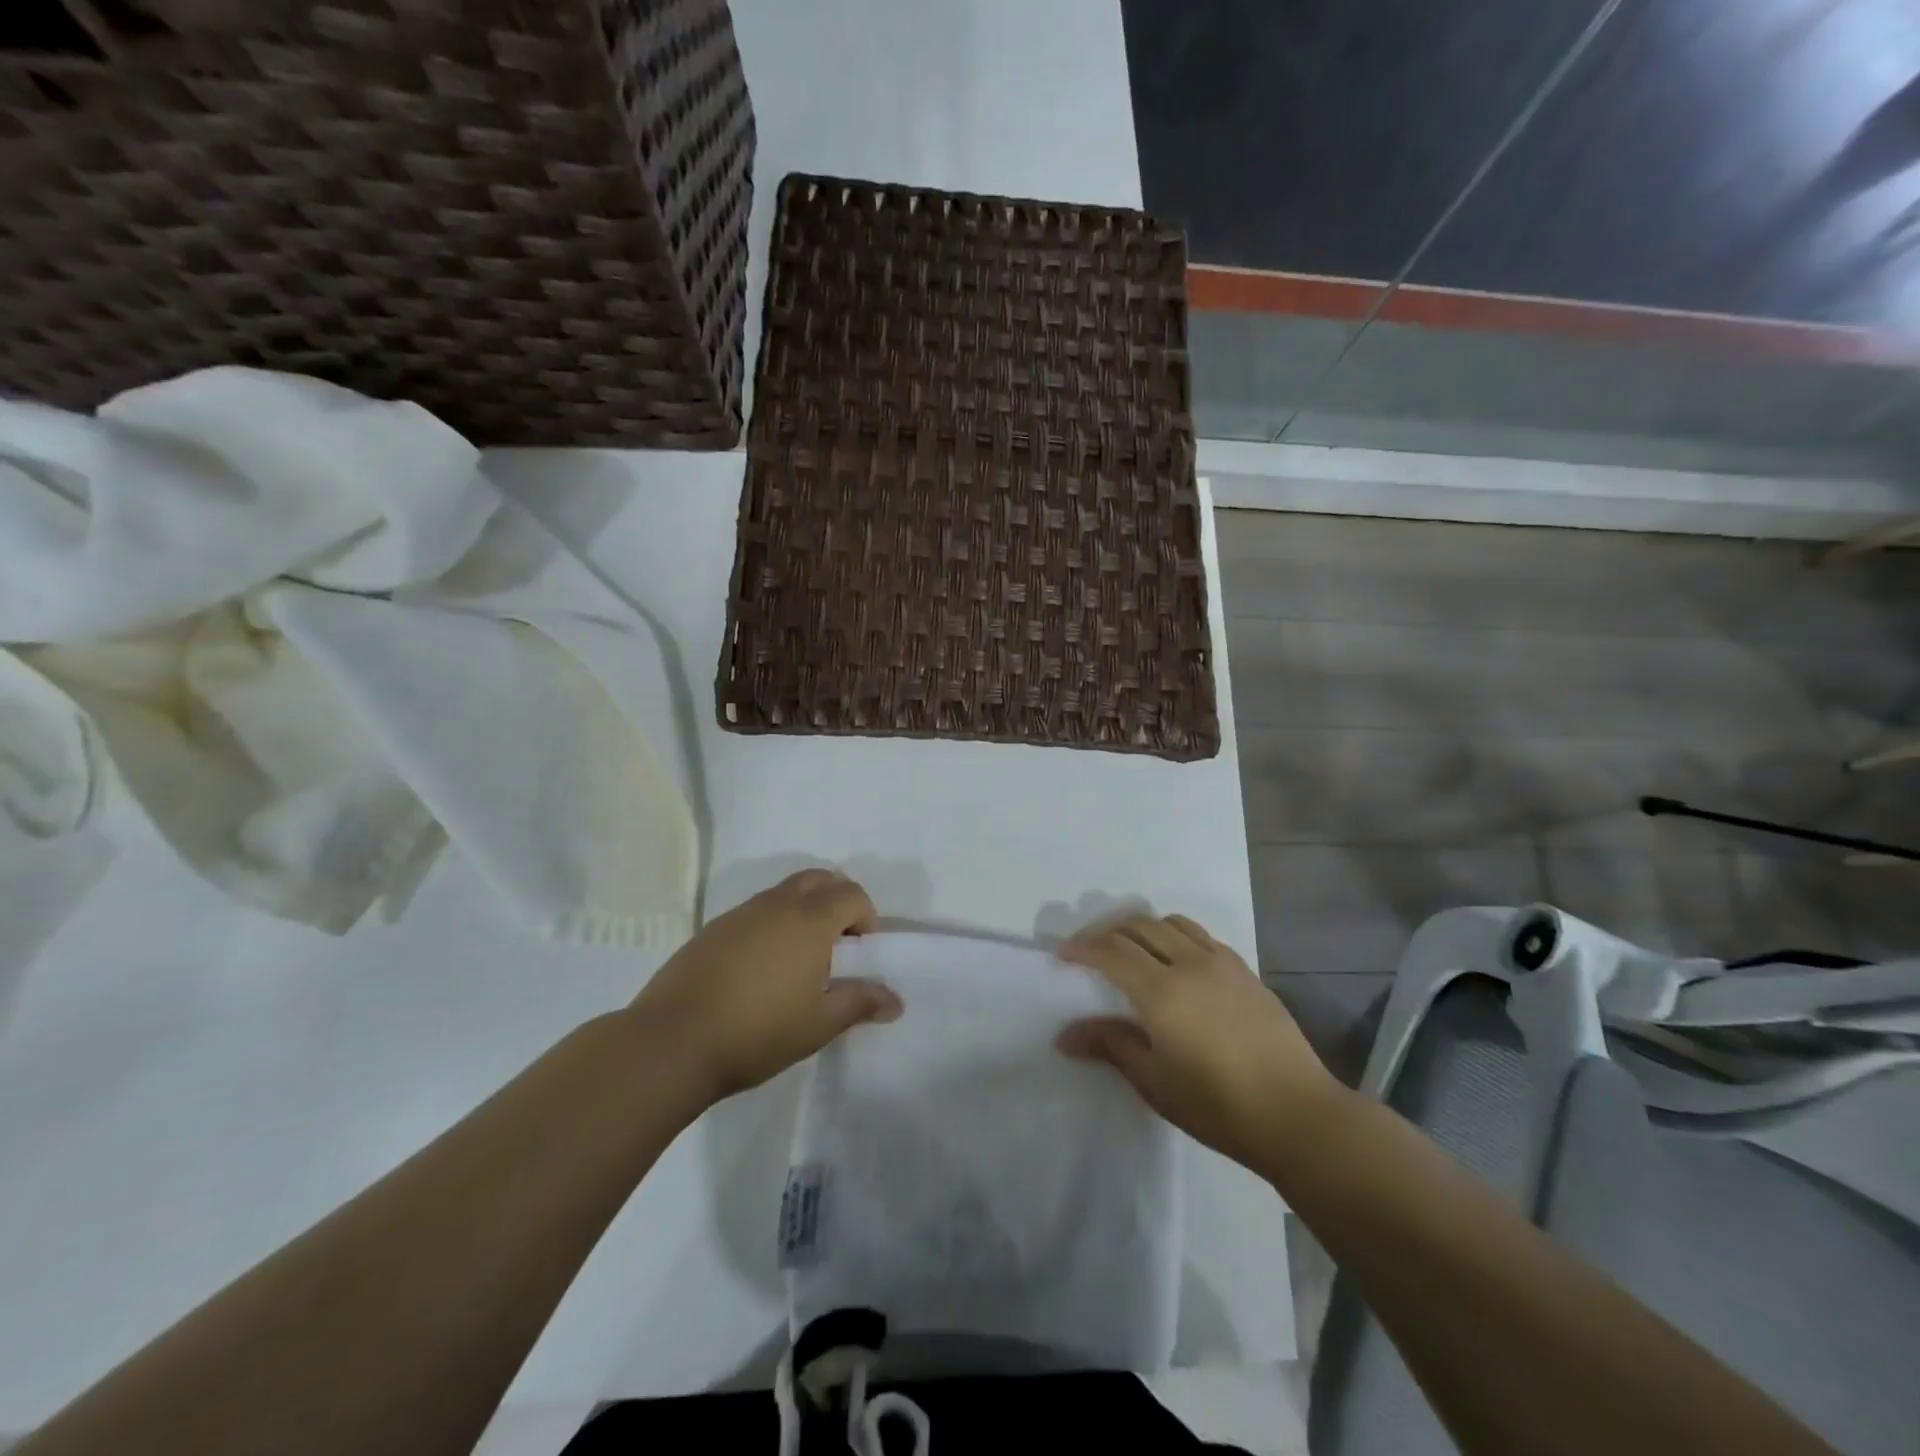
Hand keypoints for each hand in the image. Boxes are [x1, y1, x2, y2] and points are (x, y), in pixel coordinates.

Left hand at [631, 869, 900, 1104]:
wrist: (672, 1042)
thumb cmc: (757, 1031)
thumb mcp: (819, 1024)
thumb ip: (860, 1004)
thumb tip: (896, 1001)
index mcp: (809, 920)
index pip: (851, 894)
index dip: (866, 917)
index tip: (861, 953)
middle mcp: (777, 905)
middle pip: (819, 879)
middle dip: (838, 901)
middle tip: (838, 946)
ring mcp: (740, 914)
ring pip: (785, 892)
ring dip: (804, 911)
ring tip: (800, 960)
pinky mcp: (713, 929)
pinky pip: (756, 911)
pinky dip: (773, 924)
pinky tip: (761, 969)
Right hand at [1057, 914, 1344, 1174]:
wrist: (1297, 1113)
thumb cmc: (1218, 1105)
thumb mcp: (1155, 1081)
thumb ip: (1110, 1046)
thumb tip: (1065, 1035)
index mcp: (1162, 990)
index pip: (1111, 950)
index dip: (1082, 947)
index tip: (1062, 954)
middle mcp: (1189, 963)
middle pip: (1138, 926)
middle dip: (1107, 931)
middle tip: (1089, 950)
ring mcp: (1221, 962)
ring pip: (1172, 922)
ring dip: (1142, 927)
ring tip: (1130, 948)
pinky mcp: (1245, 970)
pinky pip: (1200, 936)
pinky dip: (1176, 935)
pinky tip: (1176, 960)